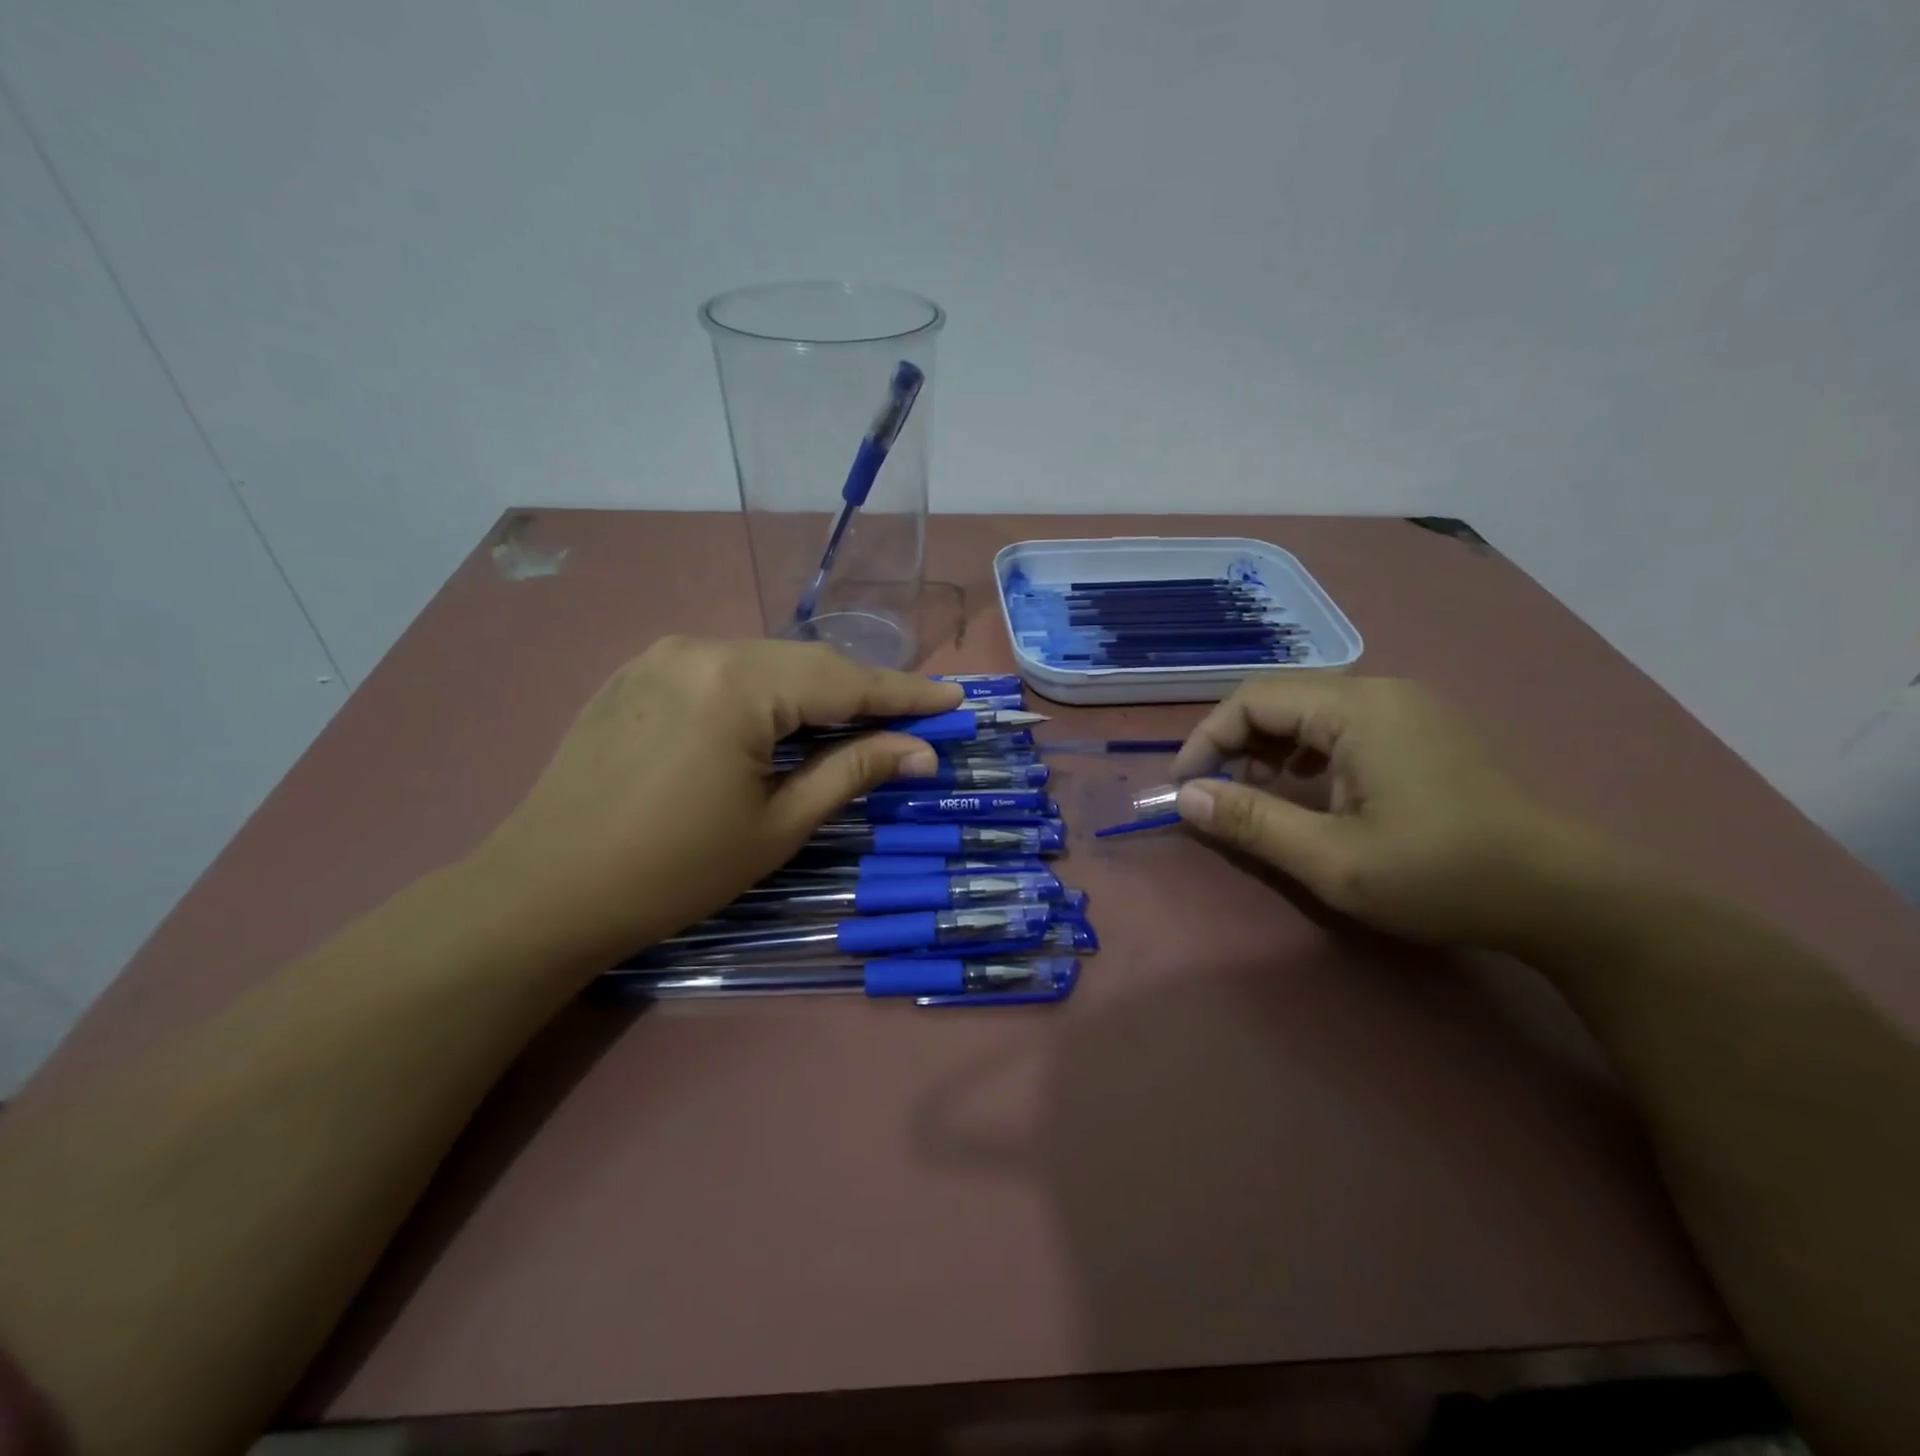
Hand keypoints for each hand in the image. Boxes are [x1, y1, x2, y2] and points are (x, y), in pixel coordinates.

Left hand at [474, 637, 961, 965]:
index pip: (845, 681)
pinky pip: (723, 671)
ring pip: (765, 663)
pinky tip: (782, 721)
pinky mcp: (638, 673)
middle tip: (914, 719)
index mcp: (738, 683)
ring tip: (857, 723)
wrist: (545, 892)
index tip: (955, 698)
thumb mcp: (778, 826)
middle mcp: (701, 647)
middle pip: (807, 663)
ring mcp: (662, 655)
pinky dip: (766, 692)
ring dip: (814, 692)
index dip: (906, 693)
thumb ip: (853, 772)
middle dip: (863, 692)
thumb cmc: (674, 870)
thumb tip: (922, 751)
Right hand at [1171, 676, 1612, 947]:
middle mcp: (1381, 691)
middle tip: (1216, 794)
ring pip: (1311, 710)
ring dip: (1270, 747)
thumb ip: (1252, 822)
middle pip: (1281, 697)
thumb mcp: (1333, 859)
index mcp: (1358, 708)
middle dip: (1235, 742)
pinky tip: (1309, 790)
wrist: (1568, 895)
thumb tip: (1186, 797)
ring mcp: (1409, 708)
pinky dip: (1307, 752)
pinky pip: (1343, 725)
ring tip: (1257, 795)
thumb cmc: (1443, 875)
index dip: (1206, 739)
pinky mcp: (1424, 730)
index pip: (1253, 699)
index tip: (1184, 787)